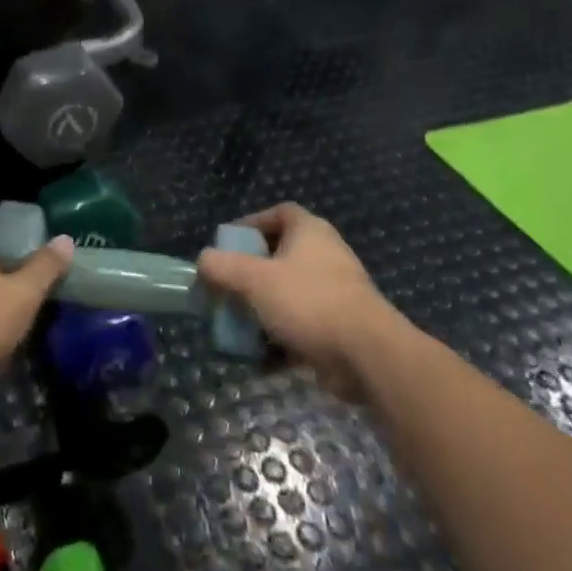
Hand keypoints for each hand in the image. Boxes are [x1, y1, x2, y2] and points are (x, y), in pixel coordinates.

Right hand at [197, 204, 409, 402]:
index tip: (228, 243)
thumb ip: (222, 267)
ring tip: (237, 324)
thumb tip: (203, 261)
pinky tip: (258, 357)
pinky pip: (301, 326)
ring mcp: (335, 293)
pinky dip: (280, 339)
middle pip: (280, 256)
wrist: (368, 356)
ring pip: (289, 294)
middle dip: (251, 273)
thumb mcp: (254, 279)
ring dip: (262, 309)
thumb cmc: (309, 302)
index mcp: (310, 232)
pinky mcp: (340, 328)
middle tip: (227, 287)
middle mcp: (325, 255)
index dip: (252, 223)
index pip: (280, 213)